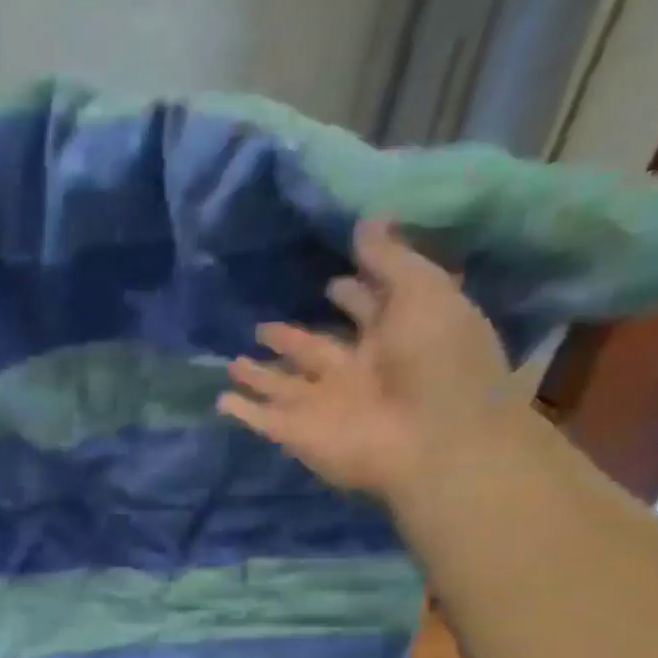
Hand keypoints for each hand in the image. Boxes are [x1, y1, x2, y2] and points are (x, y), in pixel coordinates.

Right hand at [218, 220, 527, 513]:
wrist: (430, 438)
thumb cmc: (437, 358)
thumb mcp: (423, 291)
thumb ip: (389, 258)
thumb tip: (364, 220)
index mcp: (393, 336)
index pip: (365, 309)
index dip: (350, 293)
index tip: (330, 279)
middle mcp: (354, 371)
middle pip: (314, 350)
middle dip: (290, 338)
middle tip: (263, 327)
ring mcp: (323, 405)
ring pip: (281, 384)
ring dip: (259, 375)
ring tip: (232, 364)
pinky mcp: (297, 433)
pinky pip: (263, 419)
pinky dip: (242, 411)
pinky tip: (220, 400)